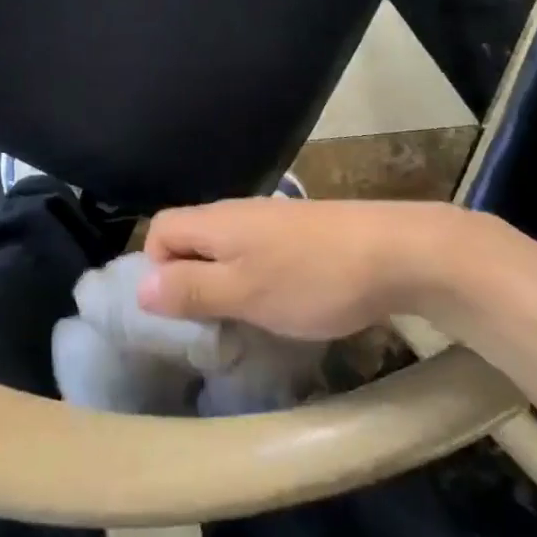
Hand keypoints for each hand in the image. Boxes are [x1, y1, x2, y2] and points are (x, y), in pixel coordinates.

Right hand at [137, 197, 462, 339]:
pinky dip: (255, 278)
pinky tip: (283, 303)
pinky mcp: (298, 231)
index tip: (179, 310)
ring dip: (223, 282)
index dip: (156, 268)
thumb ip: (190, 289)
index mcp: (214, 221)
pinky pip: (256, 252)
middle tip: (211, 323)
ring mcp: (270, 219)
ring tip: (246, 320)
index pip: (159, 230)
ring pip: (224, 248)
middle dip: (189, 280)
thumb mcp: (243, 293)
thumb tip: (139, 288)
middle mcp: (235, 212)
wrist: (396, 252)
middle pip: (190, 238)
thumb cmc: (312, 278)